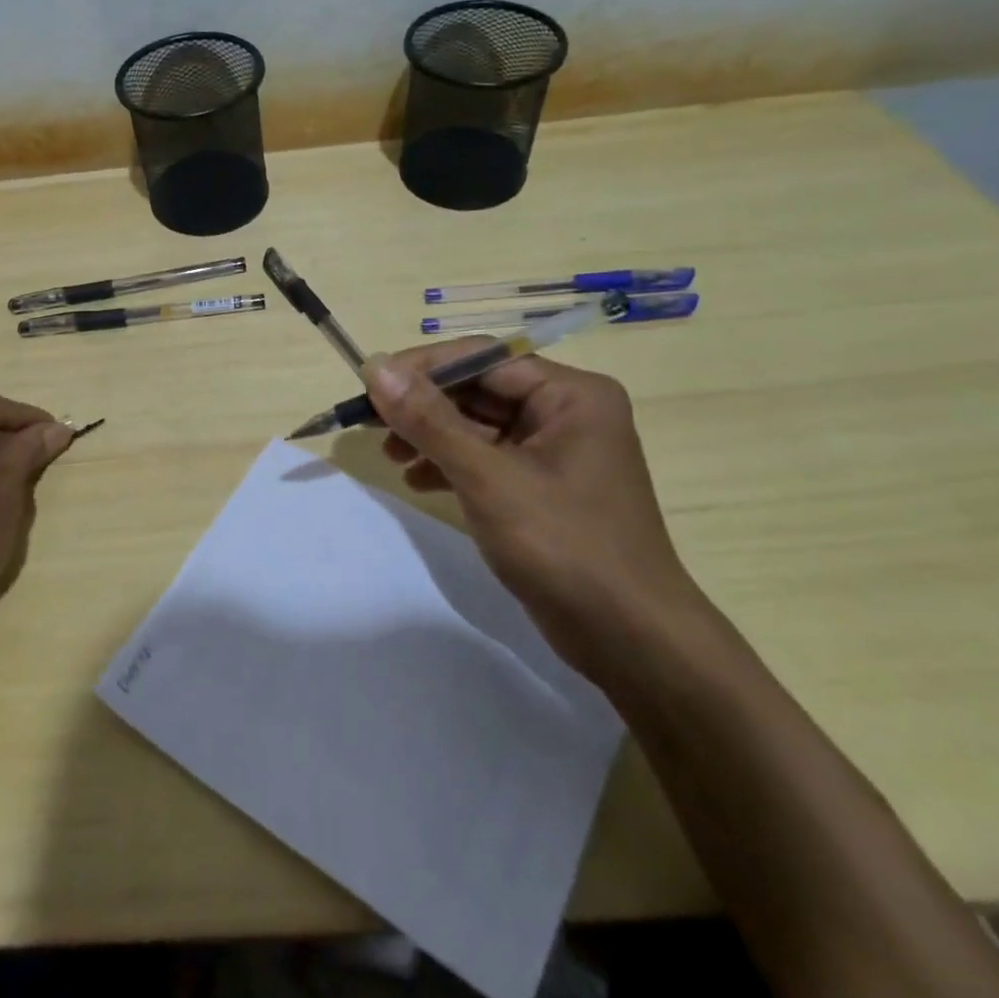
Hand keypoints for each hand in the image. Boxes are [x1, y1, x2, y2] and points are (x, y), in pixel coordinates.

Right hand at [361, 343, 711, 682]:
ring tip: (390, 458)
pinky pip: (488, 458)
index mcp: (571, 394)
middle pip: (479, 390)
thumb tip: (376, 366)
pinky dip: (451, 465)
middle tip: (372, 426)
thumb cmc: (564, 545)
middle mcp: (566, 412)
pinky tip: (418, 481)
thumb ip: (429, 420)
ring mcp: (556, 452)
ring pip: (478, 426)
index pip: (482, 358)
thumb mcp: (487, 477)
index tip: (369, 385)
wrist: (629, 639)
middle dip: (424, 408)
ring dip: (431, 437)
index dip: (422, 367)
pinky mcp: (544, 487)